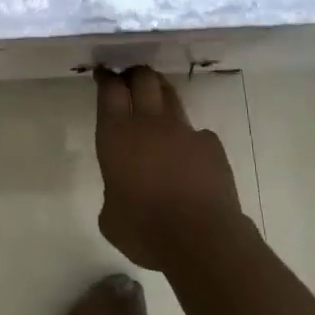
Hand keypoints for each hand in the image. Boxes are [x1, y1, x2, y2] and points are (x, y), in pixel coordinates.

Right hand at [95, 67, 244, 271]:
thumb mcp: (110, 216)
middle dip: (135, 74)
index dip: (106, 78)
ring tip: (157, 99)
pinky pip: (197, 133)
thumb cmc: (144, 230)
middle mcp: (149, 123)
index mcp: (117, 135)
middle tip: (130, 78)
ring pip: (171, 96)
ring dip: (161, 93)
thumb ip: (113, 191)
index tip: (103, 74)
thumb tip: (122, 191)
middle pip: (143, 79)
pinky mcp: (211, 145)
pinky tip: (189, 157)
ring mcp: (184, 131)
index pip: (110, 90)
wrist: (201, 240)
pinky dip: (189, 139)